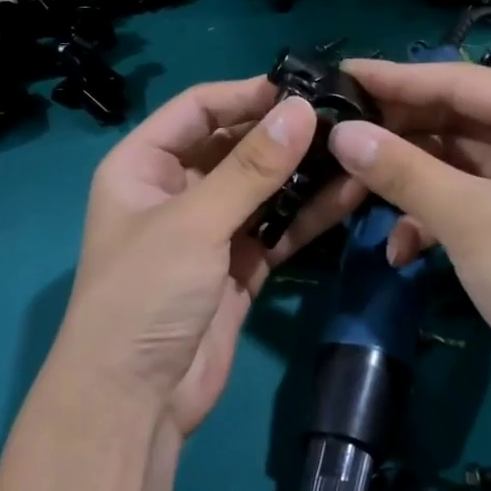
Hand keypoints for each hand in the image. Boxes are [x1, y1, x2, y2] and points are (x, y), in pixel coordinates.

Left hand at [45, 77, 363, 438]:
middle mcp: (176, 191)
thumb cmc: (145, 295)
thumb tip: (303, 109)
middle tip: (343, 120)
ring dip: (302, 175)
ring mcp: (209, 231)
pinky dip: (306, 216)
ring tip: (354, 153)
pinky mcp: (237, 267)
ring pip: (262, 190)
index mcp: (143, 165)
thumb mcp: (194, 222)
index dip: (246, 94)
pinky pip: (275, 230)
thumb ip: (251, 168)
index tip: (303, 89)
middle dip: (283, 135)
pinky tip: (346, 197)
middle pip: (234, 147)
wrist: (135, 401)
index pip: (198, 109)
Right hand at [326, 59, 490, 414]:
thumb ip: (402, 171)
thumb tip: (342, 133)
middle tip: (336, 135)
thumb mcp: (469, 217)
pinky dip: (430, 222)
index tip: (340, 74)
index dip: (396, 80)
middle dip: (397, 138)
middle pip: (454, 122)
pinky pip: (462, 203)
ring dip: (408, 185)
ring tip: (351, 194)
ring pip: (452, 165)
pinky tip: (399, 252)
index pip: (460, 82)